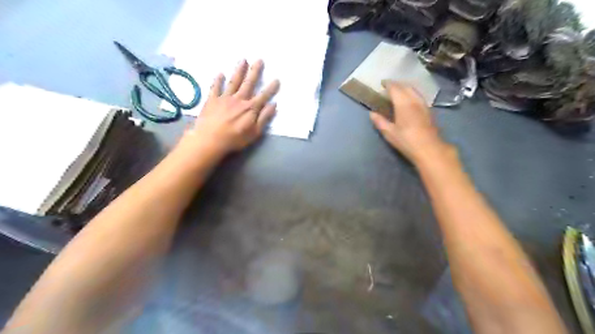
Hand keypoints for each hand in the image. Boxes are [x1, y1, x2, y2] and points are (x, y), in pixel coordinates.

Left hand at [180, 59, 280, 156]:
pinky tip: (220, 73)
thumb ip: (264, 118)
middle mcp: (239, 99)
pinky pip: (215, 87)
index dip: (271, 88)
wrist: (210, 139)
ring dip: (239, 70)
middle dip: (255, 71)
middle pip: (249, 83)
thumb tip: (273, 105)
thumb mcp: (254, 132)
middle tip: (259, 60)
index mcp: (250, 108)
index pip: (263, 96)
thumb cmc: (235, 139)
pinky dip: (218, 80)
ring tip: (243, 60)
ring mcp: (225, 98)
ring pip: (234, 81)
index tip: (277, 79)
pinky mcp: (212, 100)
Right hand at [371, 81, 448, 163]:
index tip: (382, 83)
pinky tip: (409, 99)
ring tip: (398, 91)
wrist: (429, 148)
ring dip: (405, 87)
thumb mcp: (390, 133)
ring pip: (414, 90)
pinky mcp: (428, 110)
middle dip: (397, 84)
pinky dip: (411, 93)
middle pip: (406, 86)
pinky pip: (418, 95)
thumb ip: (380, 121)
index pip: (395, 88)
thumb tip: (372, 113)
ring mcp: (423, 104)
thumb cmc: (406, 141)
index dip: (388, 84)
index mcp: (403, 104)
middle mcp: (414, 100)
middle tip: (389, 86)